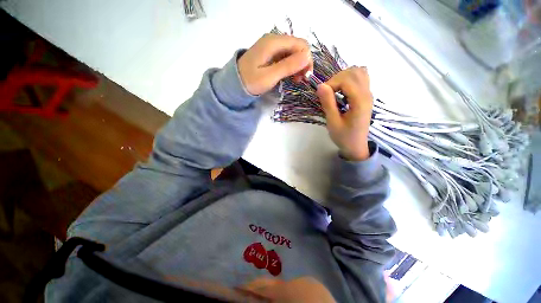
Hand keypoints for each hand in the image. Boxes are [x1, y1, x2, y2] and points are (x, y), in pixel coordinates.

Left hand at [238, 34, 311, 94]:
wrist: (234, 83)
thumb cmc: (250, 81)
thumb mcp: (269, 76)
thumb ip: (287, 66)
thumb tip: (307, 57)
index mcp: (274, 42)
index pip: (301, 45)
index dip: (306, 60)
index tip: (305, 77)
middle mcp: (274, 40)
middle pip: (298, 47)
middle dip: (303, 63)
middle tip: (300, 80)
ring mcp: (271, 46)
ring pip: (293, 52)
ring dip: (297, 65)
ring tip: (295, 79)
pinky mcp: (270, 53)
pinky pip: (286, 56)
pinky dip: (290, 65)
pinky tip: (289, 75)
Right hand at [317, 67, 372, 160]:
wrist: (356, 146)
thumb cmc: (343, 137)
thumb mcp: (333, 122)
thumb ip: (328, 103)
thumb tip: (320, 85)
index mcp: (360, 101)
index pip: (347, 79)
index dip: (331, 83)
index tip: (322, 95)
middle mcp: (367, 94)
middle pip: (354, 72)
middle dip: (337, 78)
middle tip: (327, 92)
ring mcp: (369, 94)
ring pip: (359, 72)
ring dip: (344, 77)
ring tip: (334, 89)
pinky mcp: (366, 96)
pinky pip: (361, 78)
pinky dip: (350, 78)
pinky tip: (343, 89)